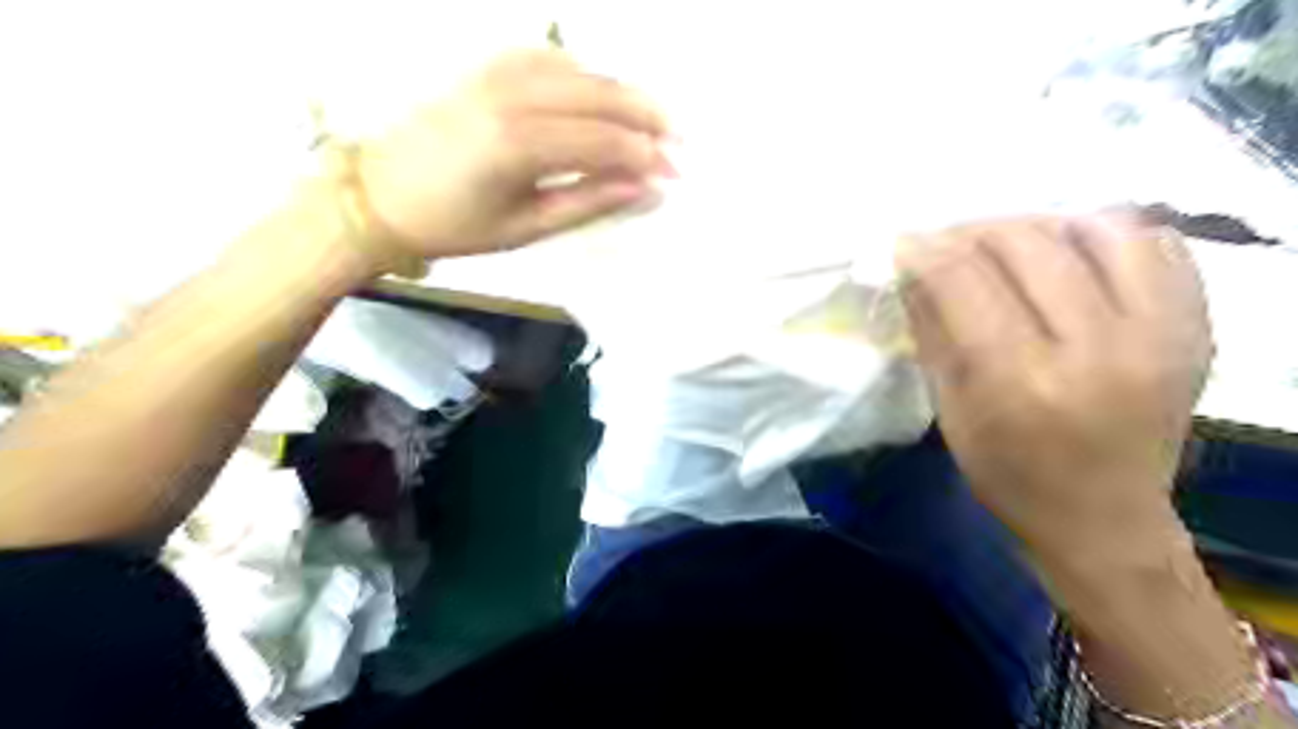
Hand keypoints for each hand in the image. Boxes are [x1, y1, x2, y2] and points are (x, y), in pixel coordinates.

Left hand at [357, 46, 673, 260]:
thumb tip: (647, 191)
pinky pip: (550, 58)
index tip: (675, 174)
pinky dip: (586, 74)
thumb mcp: (528, 226)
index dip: (646, 156)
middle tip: (679, 142)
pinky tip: (603, 94)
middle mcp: (511, 95)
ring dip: (622, 93)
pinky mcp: (487, 66)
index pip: (604, 140)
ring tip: (652, 121)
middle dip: (647, 117)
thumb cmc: (456, 224)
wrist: (382, 195)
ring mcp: (497, 72)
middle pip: (600, 93)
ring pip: (580, 69)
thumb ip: (591, 202)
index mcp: (519, 144)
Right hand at [900, 214, 1211, 555]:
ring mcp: (1159, 334)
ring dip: (1038, 224)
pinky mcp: (1196, 329)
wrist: (1103, 518)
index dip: (925, 250)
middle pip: (1026, 244)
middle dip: (971, 231)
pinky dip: (1105, 234)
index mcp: (1020, 381)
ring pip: (1098, 228)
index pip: (964, 279)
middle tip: (947, 243)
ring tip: (1009, 243)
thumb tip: (911, 268)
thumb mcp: (950, 410)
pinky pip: (1157, 246)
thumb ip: (932, 330)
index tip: (905, 244)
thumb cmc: (1008, 474)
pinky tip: (1071, 253)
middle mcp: (1095, 348)